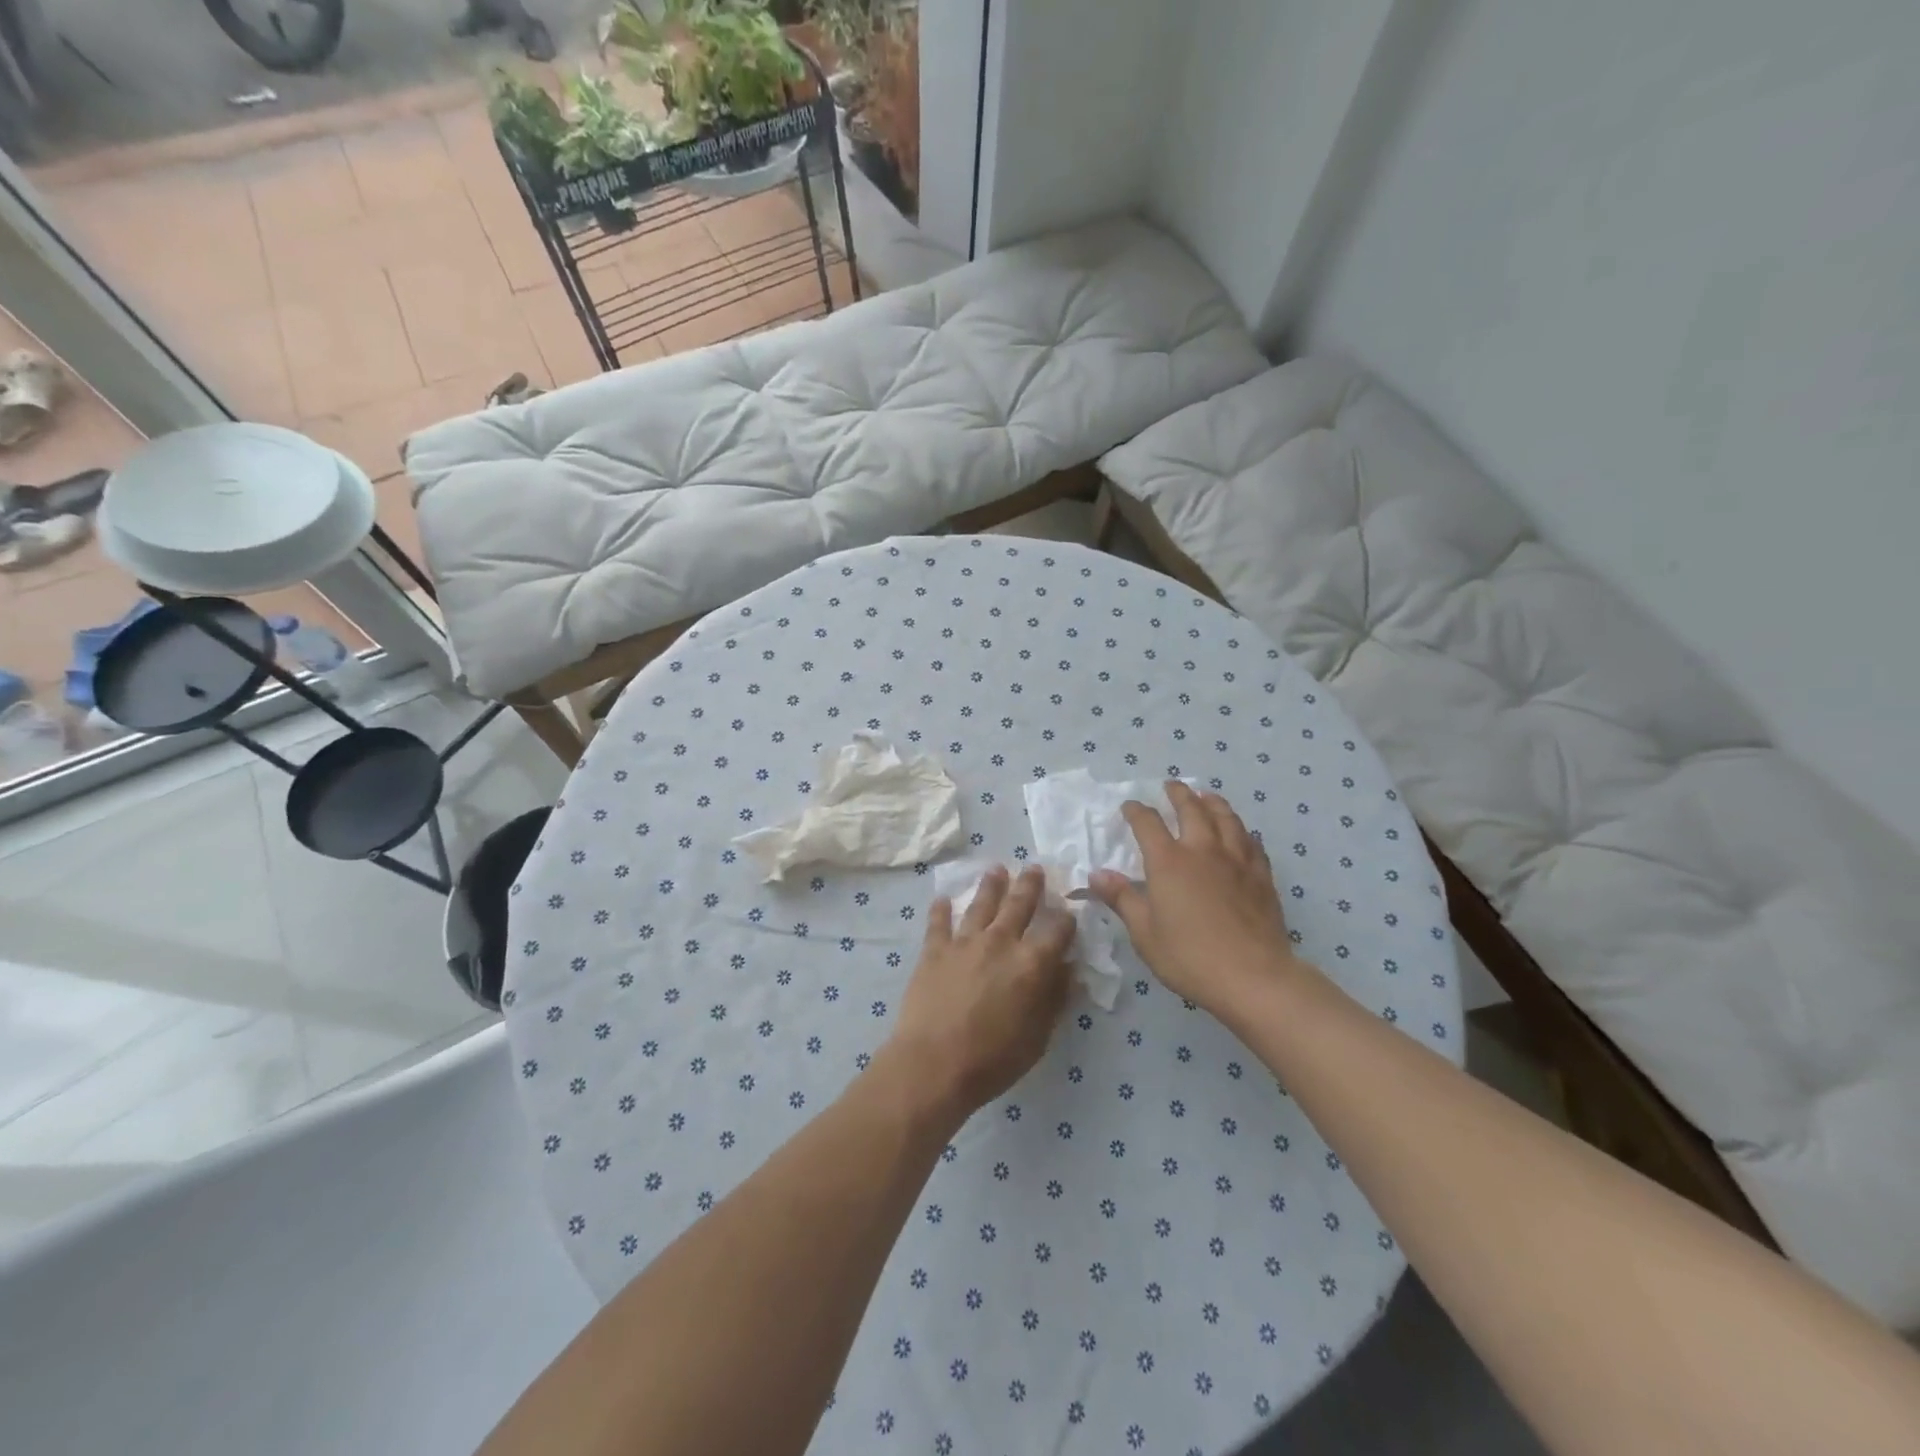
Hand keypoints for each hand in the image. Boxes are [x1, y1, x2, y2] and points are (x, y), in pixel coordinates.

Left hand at [887, 866, 1075, 1119]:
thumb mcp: (1038, 1037)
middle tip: (1034, 867)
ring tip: (996, 868)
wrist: (933, 1064)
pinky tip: (942, 898)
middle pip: (1019, 904)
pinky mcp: (934, 950)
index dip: (1066, 920)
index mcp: (1031, 963)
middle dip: (1030, 885)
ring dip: (991, 885)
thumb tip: (1068, 970)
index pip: (1057, 930)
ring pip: (981, 904)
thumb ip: (1055, 998)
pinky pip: (938, 922)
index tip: (1069, 913)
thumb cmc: (993, 1059)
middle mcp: (1000, 942)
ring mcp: (964, 942)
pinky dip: (941, 909)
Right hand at [1088, 782, 1298, 1014]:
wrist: (1253, 976)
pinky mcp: (1261, 876)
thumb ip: (1122, 899)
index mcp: (1168, 862)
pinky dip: (1242, 831)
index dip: (1136, 811)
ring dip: (1213, 803)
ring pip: (1226, 818)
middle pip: (1191, 809)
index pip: (1147, 823)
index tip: (1130, 806)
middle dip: (1178, 794)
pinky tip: (1242, 833)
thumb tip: (1097, 874)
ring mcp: (1236, 860)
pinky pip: (1251, 842)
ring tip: (1207, 796)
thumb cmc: (1189, 956)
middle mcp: (1202, 850)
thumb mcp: (1144, 932)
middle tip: (1171, 785)